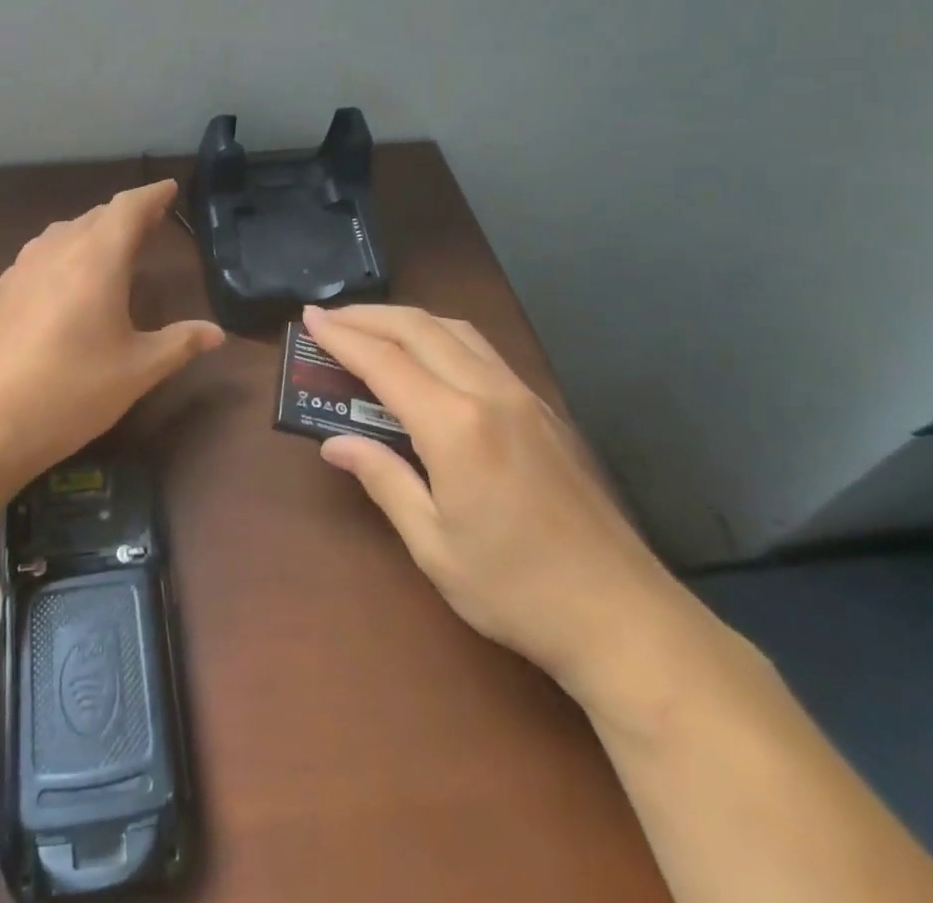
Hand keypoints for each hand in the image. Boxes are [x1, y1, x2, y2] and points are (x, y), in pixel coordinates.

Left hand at [0, 181, 224, 476]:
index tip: (168, 189)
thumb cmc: (73, 390)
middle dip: (125, 215)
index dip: (151, 195)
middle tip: (150, 223)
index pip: (128, 207)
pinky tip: (64, 285)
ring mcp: (21, 268)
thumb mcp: (138, 370)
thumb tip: (216, 334)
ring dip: (91, 233)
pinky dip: (63, 256)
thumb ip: (179, 343)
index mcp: (98, 258)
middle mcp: (57, 250)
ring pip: (64, 233)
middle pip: (96, 216)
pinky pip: (39, 256)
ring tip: (110, 249)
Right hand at [303, 304, 704, 713]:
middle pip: (420, 329)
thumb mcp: (434, 545)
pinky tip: (429, 358)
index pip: (385, 363)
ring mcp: (524, 397)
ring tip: (372, 329)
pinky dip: (442, 337)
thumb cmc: (516, 590)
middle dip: (369, 316)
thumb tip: (336, 444)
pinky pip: (482, 351)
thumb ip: (384, 480)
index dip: (342, 337)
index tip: (309, 318)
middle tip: (329, 317)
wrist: (624, 617)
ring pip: (457, 331)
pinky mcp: (544, 409)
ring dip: (408, 320)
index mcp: (457, 426)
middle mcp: (491, 393)